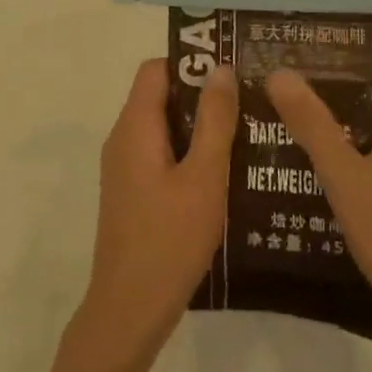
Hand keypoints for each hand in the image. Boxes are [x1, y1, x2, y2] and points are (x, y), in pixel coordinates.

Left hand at [79, 59, 237, 362]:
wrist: (129, 309)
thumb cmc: (170, 238)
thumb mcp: (204, 176)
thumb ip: (215, 120)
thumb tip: (221, 68)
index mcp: (135, 126)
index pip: (156, 69)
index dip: (192, 63)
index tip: (232, 71)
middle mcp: (123, 139)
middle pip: (160, 96)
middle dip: (202, 96)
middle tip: (249, 103)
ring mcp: (125, 168)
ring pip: (163, 128)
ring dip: (200, 127)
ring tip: (246, 134)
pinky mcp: (132, 193)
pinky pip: (160, 155)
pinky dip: (189, 154)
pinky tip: (224, 174)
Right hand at [265, 55, 371, 346]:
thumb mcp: (346, 176)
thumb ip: (312, 124)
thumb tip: (280, 72)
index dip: (352, 50)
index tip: (307, 49)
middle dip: (334, 86)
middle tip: (286, 84)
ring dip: (339, 122)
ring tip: (290, 120)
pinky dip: (351, 154)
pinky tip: (316, 170)